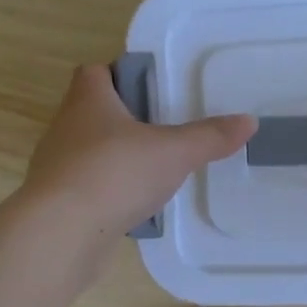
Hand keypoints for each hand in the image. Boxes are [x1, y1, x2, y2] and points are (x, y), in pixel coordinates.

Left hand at [22, 64, 255, 238]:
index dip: (118, 74)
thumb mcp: (174, 152)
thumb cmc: (115, 174)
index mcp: (88, 101)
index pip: (94, 72)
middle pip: (93, 112)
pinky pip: (88, 188)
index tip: (149, 88)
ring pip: (90, 152)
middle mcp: (65, 128)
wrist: (61, 234)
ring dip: (116, 158)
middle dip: (124, 119)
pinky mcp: (57, 203)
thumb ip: (210, 137)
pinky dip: (109, 193)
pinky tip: (135, 207)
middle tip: (163, 129)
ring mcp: (56, 167)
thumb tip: (249, 122)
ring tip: (154, 170)